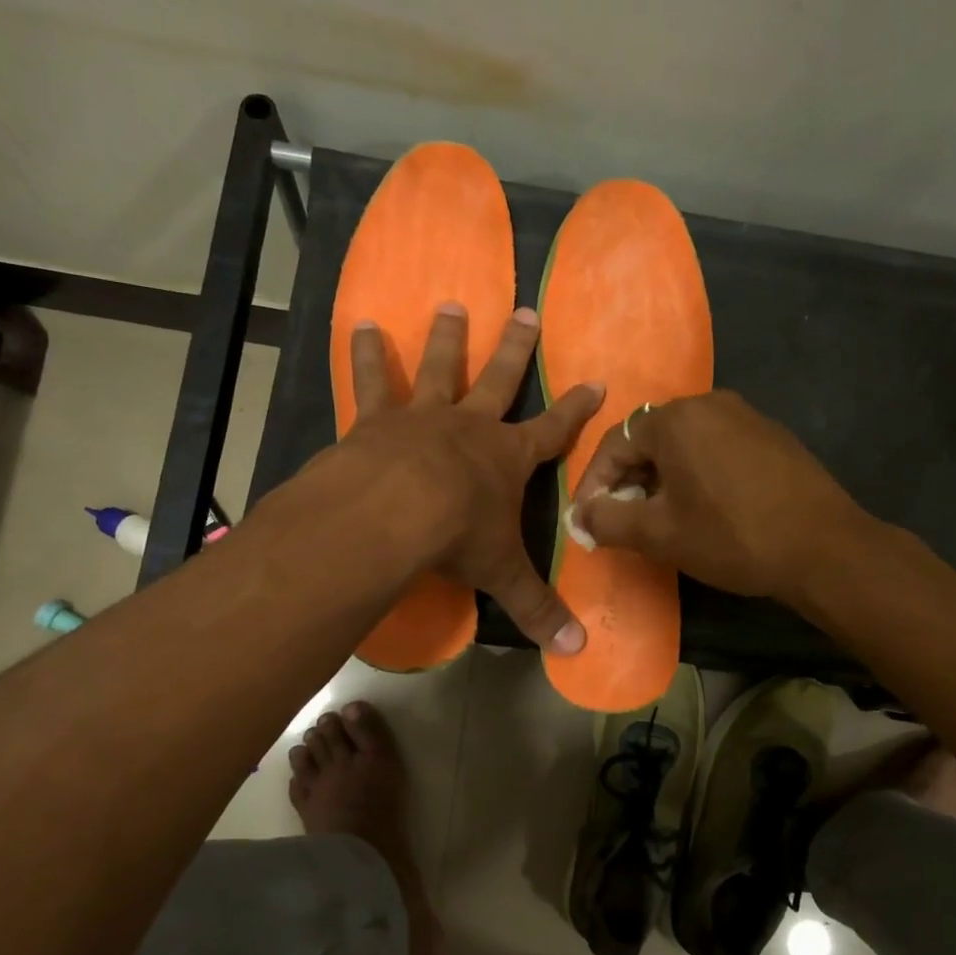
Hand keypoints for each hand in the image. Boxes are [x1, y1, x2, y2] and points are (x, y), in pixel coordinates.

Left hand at [338, 302, 601, 652]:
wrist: (394, 511)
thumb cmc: (456, 536)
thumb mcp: (502, 574)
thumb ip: (536, 608)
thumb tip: (576, 650)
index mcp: (507, 458)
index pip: (554, 431)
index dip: (576, 409)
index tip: (595, 383)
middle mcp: (470, 426)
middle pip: (500, 379)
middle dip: (516, 348)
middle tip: (525, 310)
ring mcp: (423, 416)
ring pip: (440, 367)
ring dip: (448, 337)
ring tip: (451, 304)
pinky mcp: (378, 419)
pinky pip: (373, 380)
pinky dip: (367, 353)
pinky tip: (360, 324)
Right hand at [570, 389, 866, 602]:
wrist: (824, 548)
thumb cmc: (731, 536)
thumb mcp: (659, 534)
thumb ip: (608, 519)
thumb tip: (579, 515)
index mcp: (676, 419)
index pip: (615, 443)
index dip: (593, 484)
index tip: (587, 519)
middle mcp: (710, 404)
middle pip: (650, 439)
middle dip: (627, 480)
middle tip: (620, 520)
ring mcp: (746, 417)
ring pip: (684, 444)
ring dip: (661, 478)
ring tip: (658, 517)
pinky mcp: (771, 437)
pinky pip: (715, 449)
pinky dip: (695, 474)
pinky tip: (702, 508)